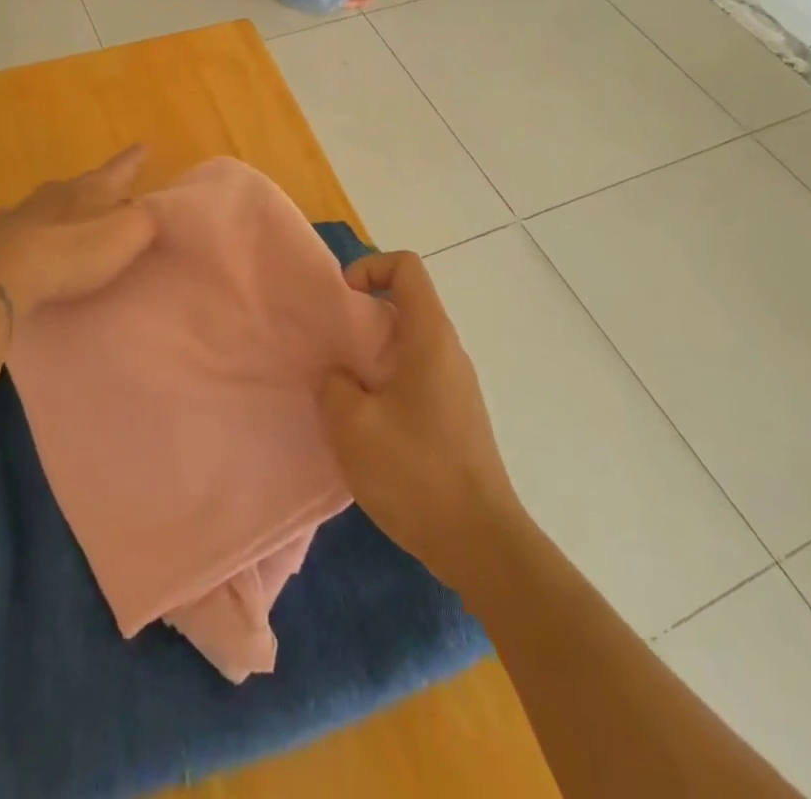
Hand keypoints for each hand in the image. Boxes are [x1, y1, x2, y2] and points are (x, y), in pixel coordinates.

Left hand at [0, 145, 157, 323]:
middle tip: (102, 192)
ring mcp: (19, 215)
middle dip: (91, 188)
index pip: (118, 169)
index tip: (144, 144)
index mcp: (89, 190)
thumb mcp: (126, 234)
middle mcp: (54, 195)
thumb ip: (145, 220)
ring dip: (53, 209)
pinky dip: (20, 231)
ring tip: (58, 216)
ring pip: (43, 205)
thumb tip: (155, 210)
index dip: (133, 159)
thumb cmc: (72, 252)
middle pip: (78, 186)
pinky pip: (12, 230)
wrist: (0, 275)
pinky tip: (14, 236)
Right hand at [319, 251, 521, 587]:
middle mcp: (448, 350)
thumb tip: (339, 374)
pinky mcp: (456, 415)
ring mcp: (456, 384)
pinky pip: (416, 377)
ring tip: (342, 391)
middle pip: (405, 305)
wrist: (480, 542)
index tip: (342, 302)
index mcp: (429, 336)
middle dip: (362, 319)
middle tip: (330, 352)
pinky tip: (367, 425)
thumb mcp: (352, 424)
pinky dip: (387, 383)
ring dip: (372, 356)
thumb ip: (334, 384)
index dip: (369, 268)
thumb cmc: (415, 472)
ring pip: (408, 344)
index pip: (406, 267)